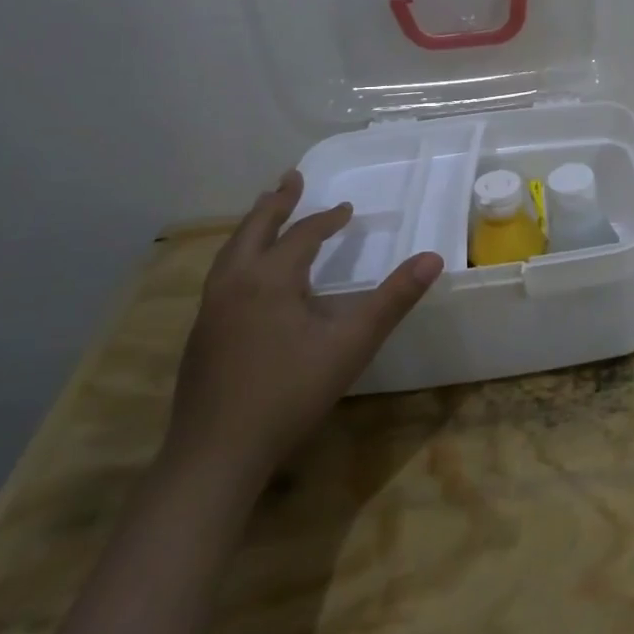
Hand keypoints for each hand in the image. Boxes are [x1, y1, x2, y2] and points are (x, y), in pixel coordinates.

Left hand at [165, 170, 442, 484]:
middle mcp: (234, 284)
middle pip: (254, 230)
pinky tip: (248, 276)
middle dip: (276, 203)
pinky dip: (240, 256)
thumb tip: (433, 258)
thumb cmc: (289, 393)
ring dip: (253, 227)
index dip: (328, 219)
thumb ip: (393, 300)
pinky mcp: (200, 336)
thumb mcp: (352, 344)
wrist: (215, 455)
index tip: (347, 209)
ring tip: (265, 213)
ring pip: (231, 253)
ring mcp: (210, 310)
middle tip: (290, 179)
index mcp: (270, 279)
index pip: (303, 234)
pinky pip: (222, 277)